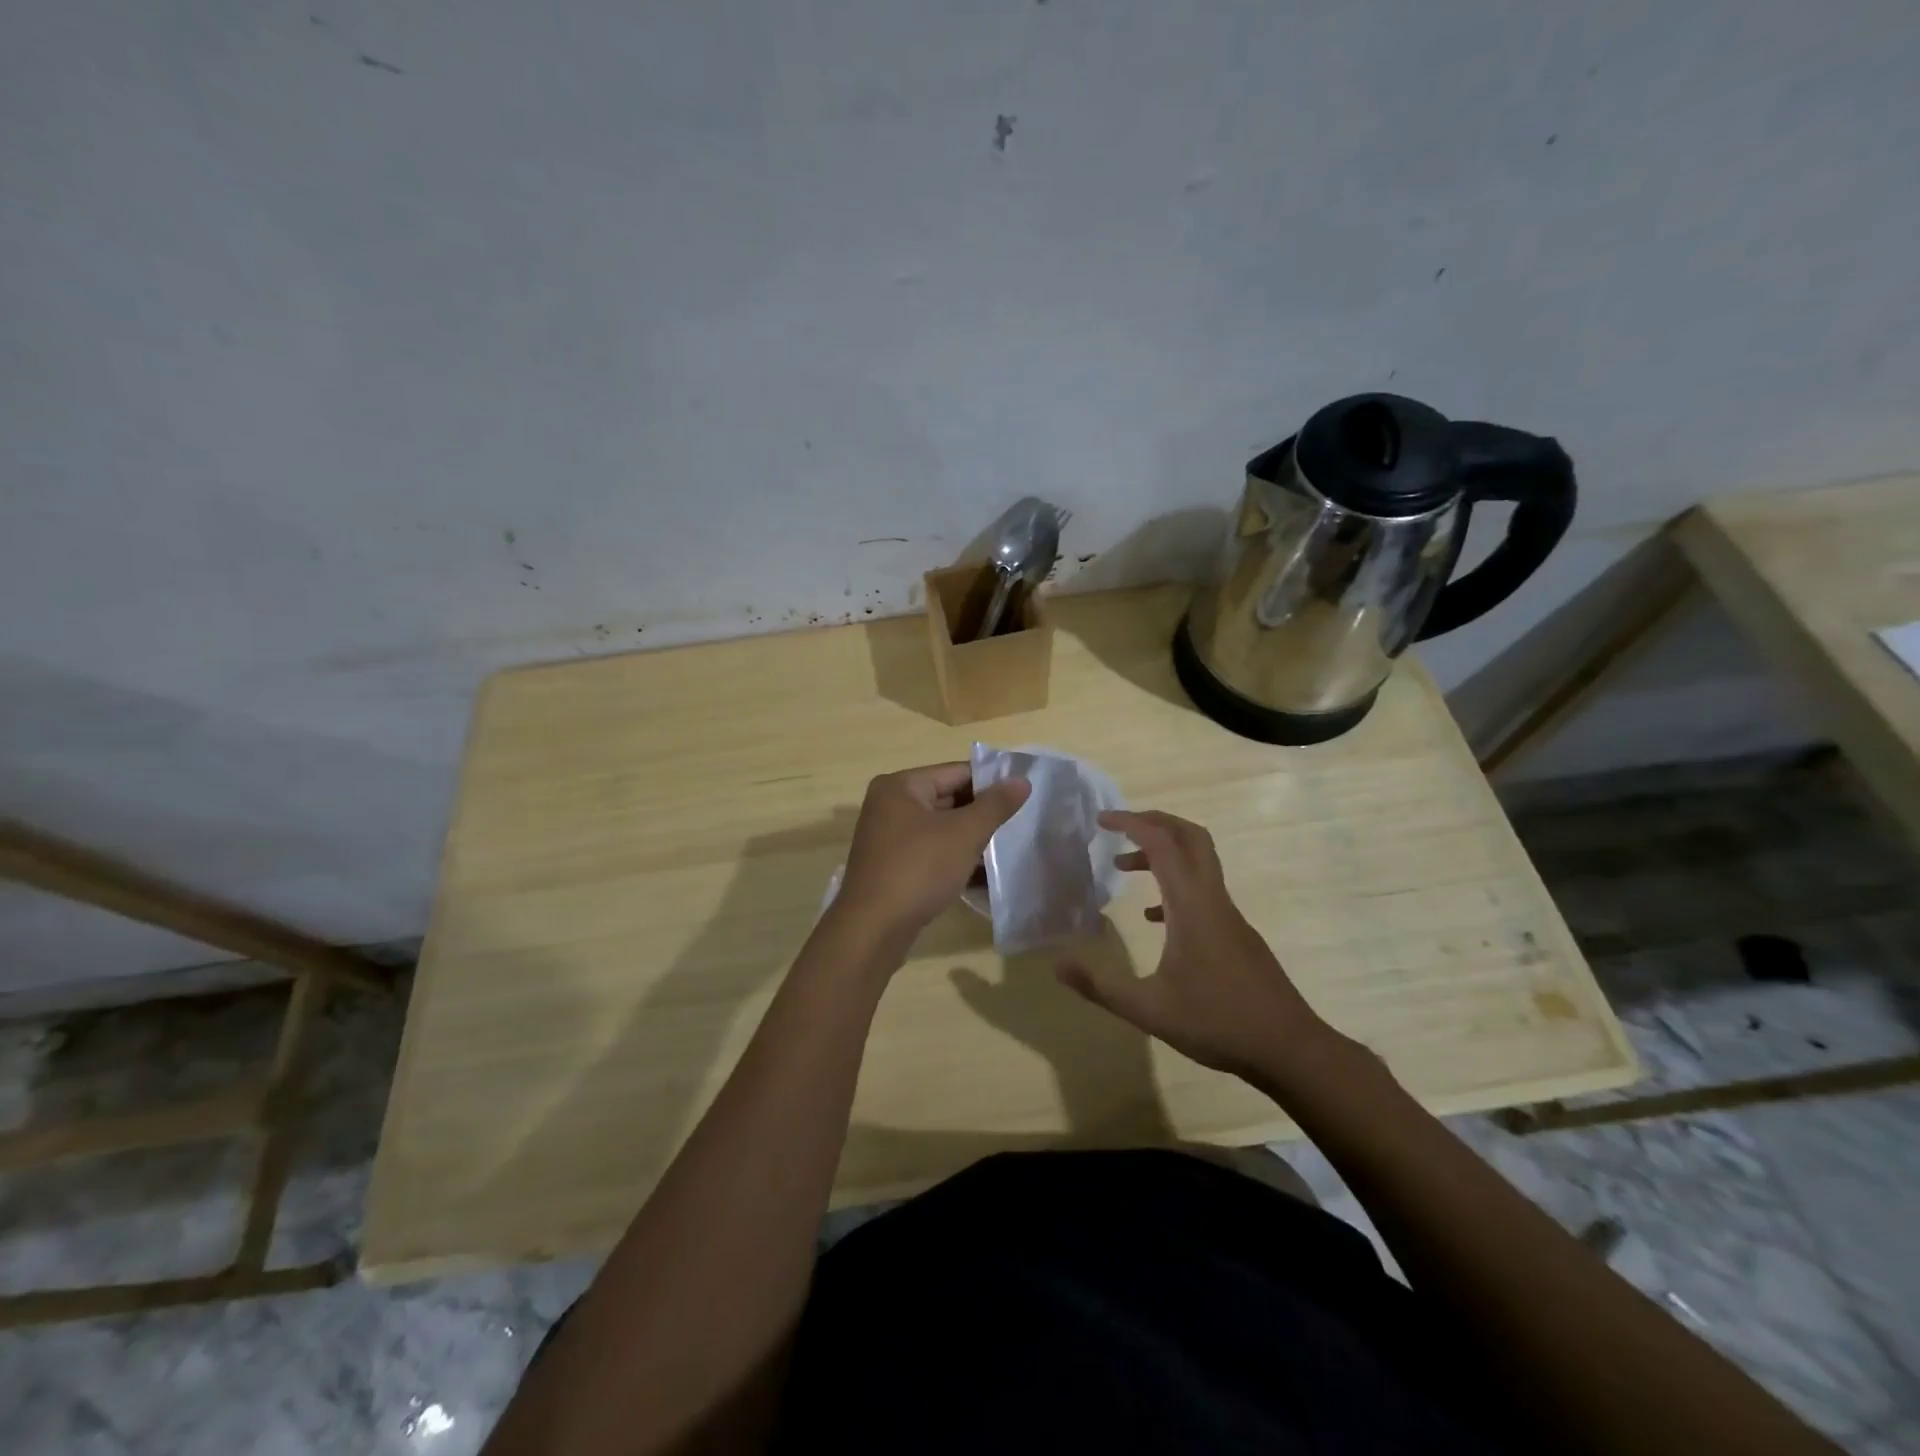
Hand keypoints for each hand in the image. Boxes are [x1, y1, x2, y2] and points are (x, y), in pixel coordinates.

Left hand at [834, 762, 1029, 946]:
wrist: (873, 929)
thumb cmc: (919, 869)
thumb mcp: (964, 834)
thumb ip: (995, 805)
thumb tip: (1022, 780)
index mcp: (901, 786)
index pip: (956, 772)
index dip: (992, 782)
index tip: (1024, 794)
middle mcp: (889, 805)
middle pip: (947, 799)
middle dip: (982, 813)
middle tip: (1020, 823)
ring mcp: (888, 838)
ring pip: (941, 829)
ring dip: (971, 839)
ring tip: (1008, 848)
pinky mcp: (892, 866)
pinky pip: (931, 852)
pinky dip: (954, 858)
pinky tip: (984, 875)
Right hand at [1057, 809, 1333, 1080]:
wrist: (1289, 1048)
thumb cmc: (1217, 1022)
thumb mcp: (1149, 1010)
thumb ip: (1101, 986)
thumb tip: (1058, 965)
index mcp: (1191, 905)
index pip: (1162, 844)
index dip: (1131, 823)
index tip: (1101, 819)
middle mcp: (1212, 899)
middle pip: (1190, 837)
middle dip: (1154, 821)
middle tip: (1119, 826)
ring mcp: (1229, 915)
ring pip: (1198, 862)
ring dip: (1162, 853)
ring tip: (1124, 868)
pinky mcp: (1237, 934)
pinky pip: (1203, 891)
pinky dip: (1175, 886)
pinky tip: (1155, 919)